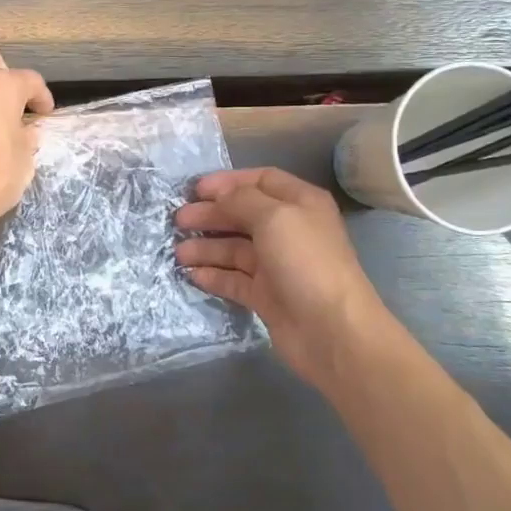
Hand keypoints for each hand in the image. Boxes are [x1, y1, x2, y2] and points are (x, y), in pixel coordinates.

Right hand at [175, 168, 394, 387]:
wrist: (331, 330)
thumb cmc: (305, 262)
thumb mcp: (274, 217)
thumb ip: (241, 199)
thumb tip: (218, 196)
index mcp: (299, 203)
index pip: (261, 180)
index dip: (227, 182)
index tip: (195, 189)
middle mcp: (289, 230)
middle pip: (243, 214)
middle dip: (211, 215)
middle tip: (178, 221)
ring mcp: (277, 265)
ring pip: (235, 249)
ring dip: (206, 247)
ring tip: (179, 253)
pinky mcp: (266, 296)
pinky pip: (234, 279)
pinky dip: (213, 275)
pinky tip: (191, 274)